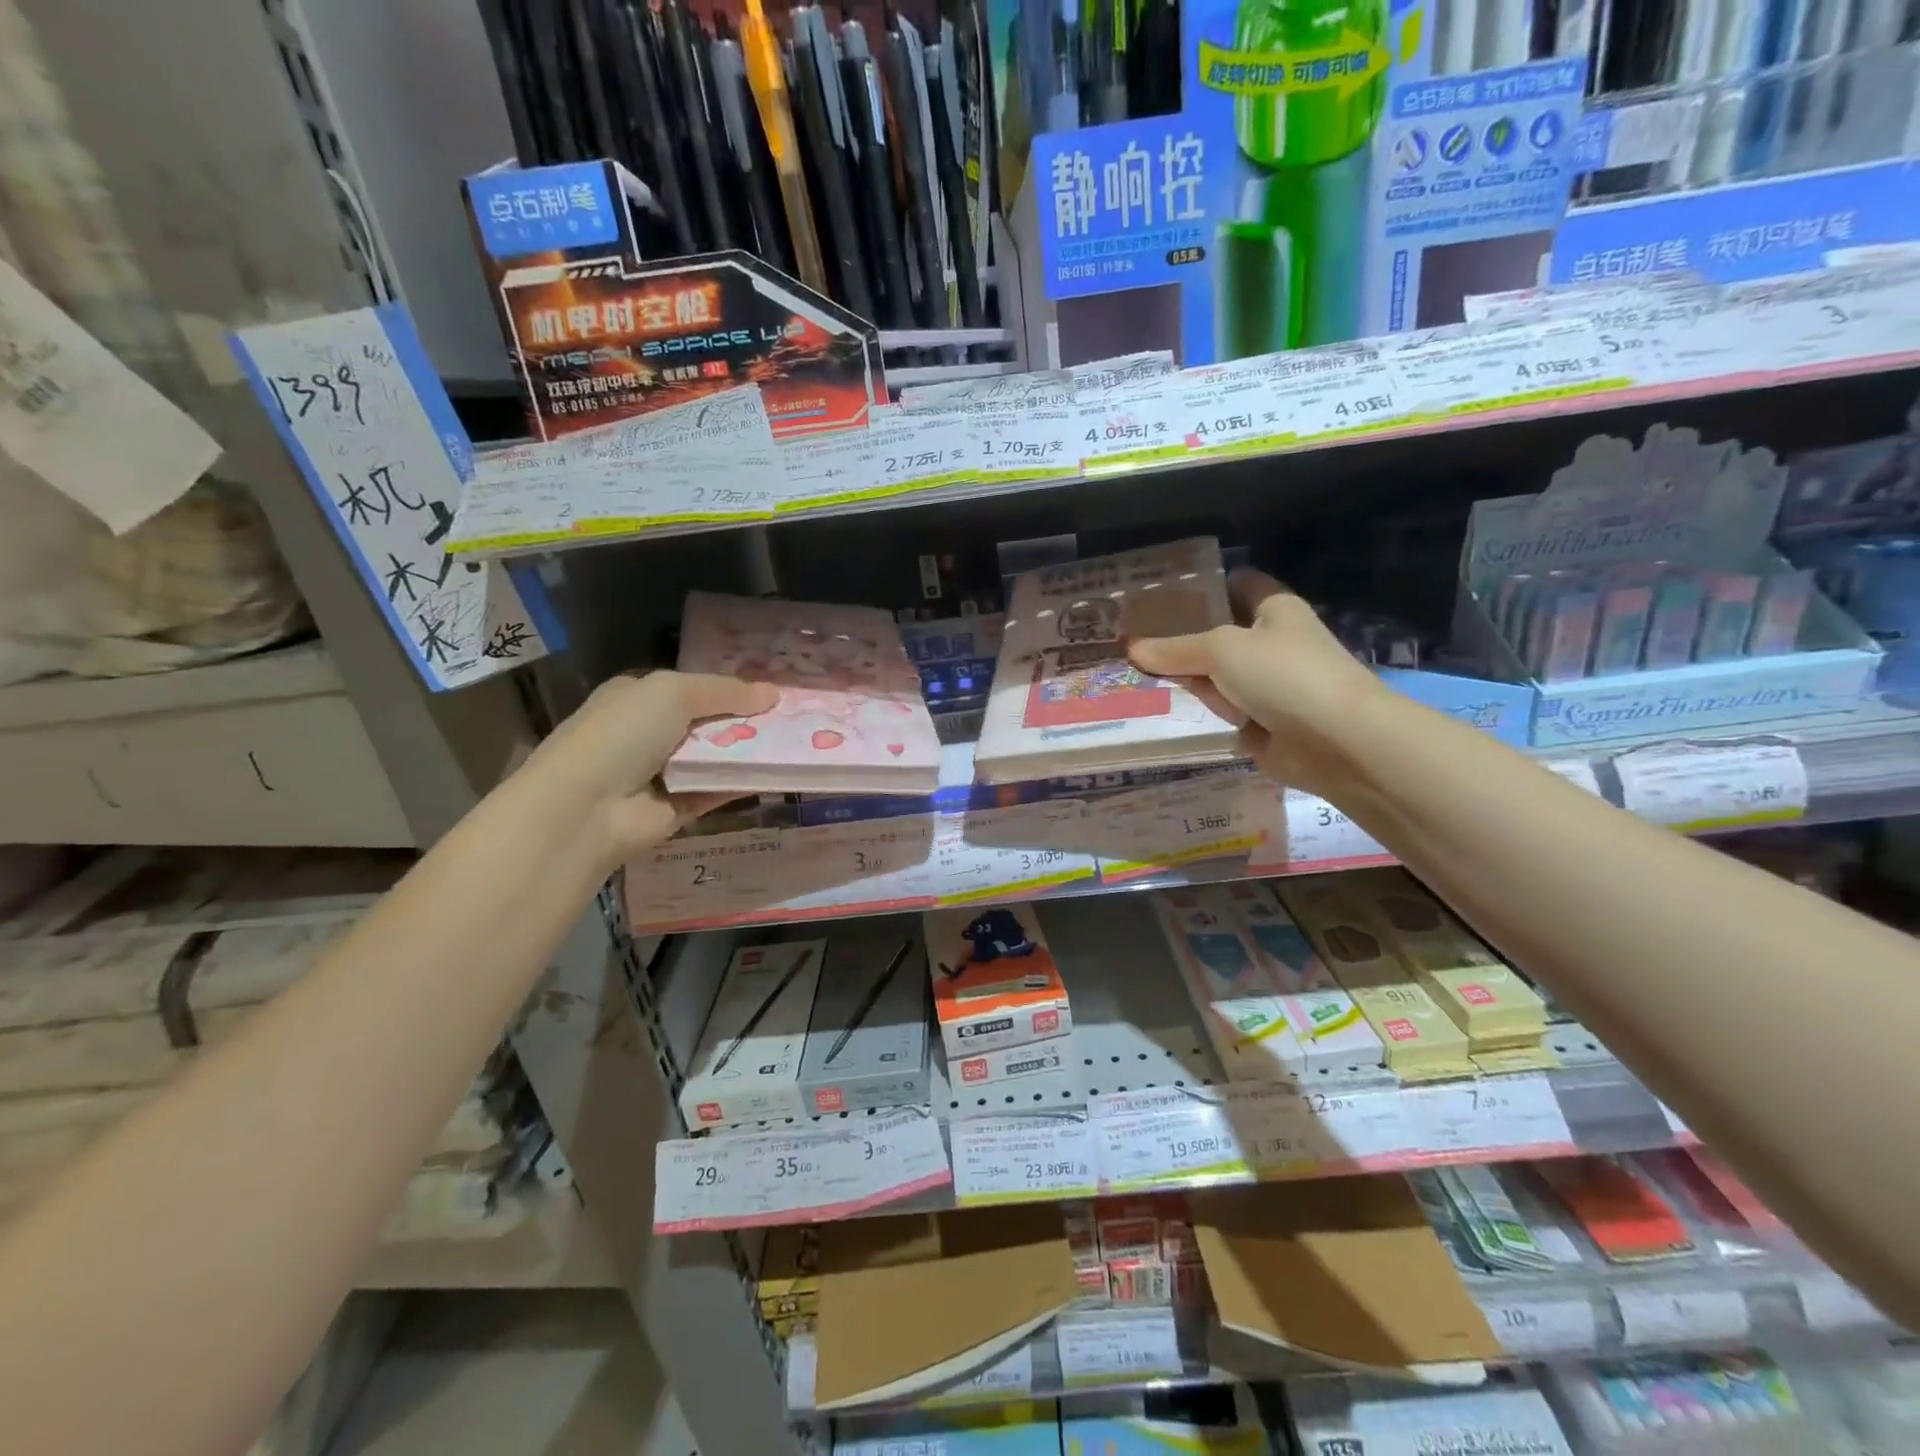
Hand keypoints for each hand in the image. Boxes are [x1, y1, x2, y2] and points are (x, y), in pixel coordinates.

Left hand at [521, 670, 778, 866]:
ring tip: (798, 741)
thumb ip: (725, 691)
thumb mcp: (673, 692)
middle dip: (746, 718)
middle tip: (794, 716)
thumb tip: (773, 693)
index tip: (771, 691)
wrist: (587, 808)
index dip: (729, 688)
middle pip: (709, 722)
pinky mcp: (679, 807)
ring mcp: (663, 772)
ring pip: (718, 756)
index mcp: (638, 697)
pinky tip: (780, 771)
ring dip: (751, 750)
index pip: (691, 688)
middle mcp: (649, 733)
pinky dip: (745, 781)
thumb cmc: (623, 733)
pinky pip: (719, 789)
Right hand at [1128, 570, 1382, 792]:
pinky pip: (1223, 708)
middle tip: (1130, 637)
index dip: (1199, 586)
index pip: (1234, 583)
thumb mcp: (1221, 650)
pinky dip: (1205, 711)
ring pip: (1216, 674)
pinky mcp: (1261, 720)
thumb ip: (1175, 650)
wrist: (1337, 742)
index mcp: (1273, 608)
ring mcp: (1267, 683)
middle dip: (1180, 637)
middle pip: (1217, 632)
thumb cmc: (1284, 675)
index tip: (1155, 595)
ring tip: (1137, 673)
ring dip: (1188, 679)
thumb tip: (1132, 648)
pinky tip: (1166, 707)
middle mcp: (1271, 641)